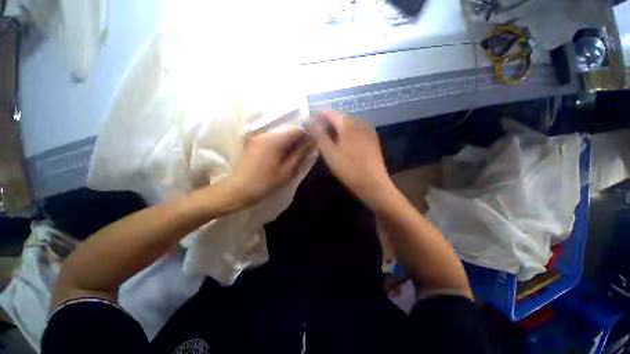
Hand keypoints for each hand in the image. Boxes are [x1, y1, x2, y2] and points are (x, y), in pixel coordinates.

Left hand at [223, 127, 312, 208]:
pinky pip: (271, 139)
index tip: (309, 147)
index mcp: (275, 140)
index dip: (306, 136)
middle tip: (300, 155)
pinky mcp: (252, 142)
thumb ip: (300, 154)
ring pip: (279, 135)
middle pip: (287, 131)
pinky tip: (278, 157)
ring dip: (287, 143)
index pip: (296, 130)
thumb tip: (311, 142)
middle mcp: (265, 133)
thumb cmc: (265, 182)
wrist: (237, 189)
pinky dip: (278, 145)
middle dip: (297, 140)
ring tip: (289, 158)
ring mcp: (257, 137)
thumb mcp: (287, 171)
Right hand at [308, 112, 393, 207]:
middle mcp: (360, 122)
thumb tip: (307, 120)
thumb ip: (318, 135)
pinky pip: (356, 131)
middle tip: (317, 136)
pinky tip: (342, 144)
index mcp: (348, 124)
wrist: (373, 184)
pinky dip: (346, 134)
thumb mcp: (329, 152)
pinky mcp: (372, 140)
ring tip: (328, 141)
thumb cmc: (349, 168)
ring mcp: (368, 131)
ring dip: (336, 130)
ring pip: (348, 125)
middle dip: (327, 124)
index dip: (318, 117)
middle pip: (339, 118)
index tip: (309, 125)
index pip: (330, 113)